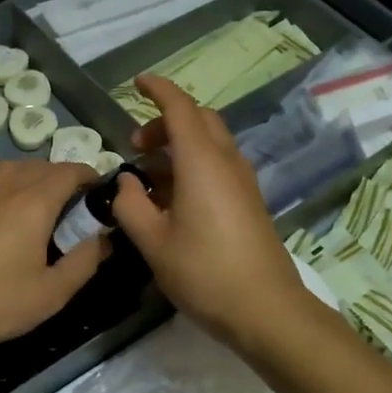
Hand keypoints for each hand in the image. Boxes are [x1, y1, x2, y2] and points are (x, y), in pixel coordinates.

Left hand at [0, 160, 108, 362]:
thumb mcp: (53, 293)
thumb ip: (84, 261)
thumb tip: (103, 238)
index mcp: (35, 204)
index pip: (70, 172)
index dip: (89, 176)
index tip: (98, 190)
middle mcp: (5, 187)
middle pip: (40, 166)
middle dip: (62, 177)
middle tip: (72, 204)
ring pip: (7, 166)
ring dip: (28, 173)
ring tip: (35, 195)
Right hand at [110, 75, 314, 347]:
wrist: (266, 309)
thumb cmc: (204, 272)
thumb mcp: (153, 242)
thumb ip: (130, 205)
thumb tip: (125, 182)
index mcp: (202, 162)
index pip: (180, 108)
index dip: (157, 90)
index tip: (137, 83)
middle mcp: (226, 162)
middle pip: (199, 120)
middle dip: (166, 121)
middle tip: (137, 145)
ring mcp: (242, 181)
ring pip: (210, 143)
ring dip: (178, 146)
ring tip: (147, 176)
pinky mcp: (248, 201)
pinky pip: (218, 165)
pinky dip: (192, 165)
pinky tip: (172, 198)